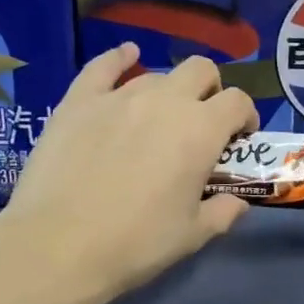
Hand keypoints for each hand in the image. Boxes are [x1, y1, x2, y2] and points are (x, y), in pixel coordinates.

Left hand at [0, 45, 256, 303]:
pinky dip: (120, 59)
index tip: (239, 140)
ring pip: (156, 75)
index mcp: (201, 131)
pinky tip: (127, 57)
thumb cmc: (136, 243)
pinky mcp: (78, 102)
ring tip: (160, 120)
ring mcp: (118, 97)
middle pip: (201, 70)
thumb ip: (224, 211)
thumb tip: (237, 202)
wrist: (57, 246)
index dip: (245, 117)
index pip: (238, 102)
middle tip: (204, 123)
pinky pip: (103, 66)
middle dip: (212, 90)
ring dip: (169, 92)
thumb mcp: (193, 234)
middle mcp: (165, 101)